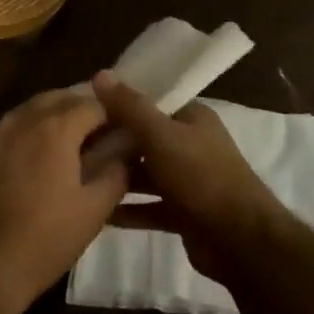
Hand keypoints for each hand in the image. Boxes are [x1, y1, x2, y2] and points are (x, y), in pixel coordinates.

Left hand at [0, 90, 130, 313]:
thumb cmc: (46, 239)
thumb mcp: (94, 209)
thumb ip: (116, 170)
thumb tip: (128, 146)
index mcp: (56, 127)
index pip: (93, 103)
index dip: (112, 114)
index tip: (123, 131)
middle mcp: (23, 119)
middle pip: (59, 98)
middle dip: (81, 108)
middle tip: (99, 133)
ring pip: (30, 109)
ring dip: (53, 116)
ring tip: (69, 143)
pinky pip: (9, 127)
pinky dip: (28, 131)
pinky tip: (34, 157)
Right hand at [91, 71, 292, 282]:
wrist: (240, 240)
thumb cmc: (200, 176)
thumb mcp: (160, 135)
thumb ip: (130, 107)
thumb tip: (100, 73)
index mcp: (192, 118)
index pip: (151, 101)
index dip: (119, 103)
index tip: (84, 108)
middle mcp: (191, 144)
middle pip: (145, 138)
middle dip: (113, 142)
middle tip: (73, 145)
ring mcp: (189, 180)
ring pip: (146, 173)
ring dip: (118, 177)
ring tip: (79, 177)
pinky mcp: (184, 213)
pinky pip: (150, 206)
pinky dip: (128, 209)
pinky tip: (98, 213)